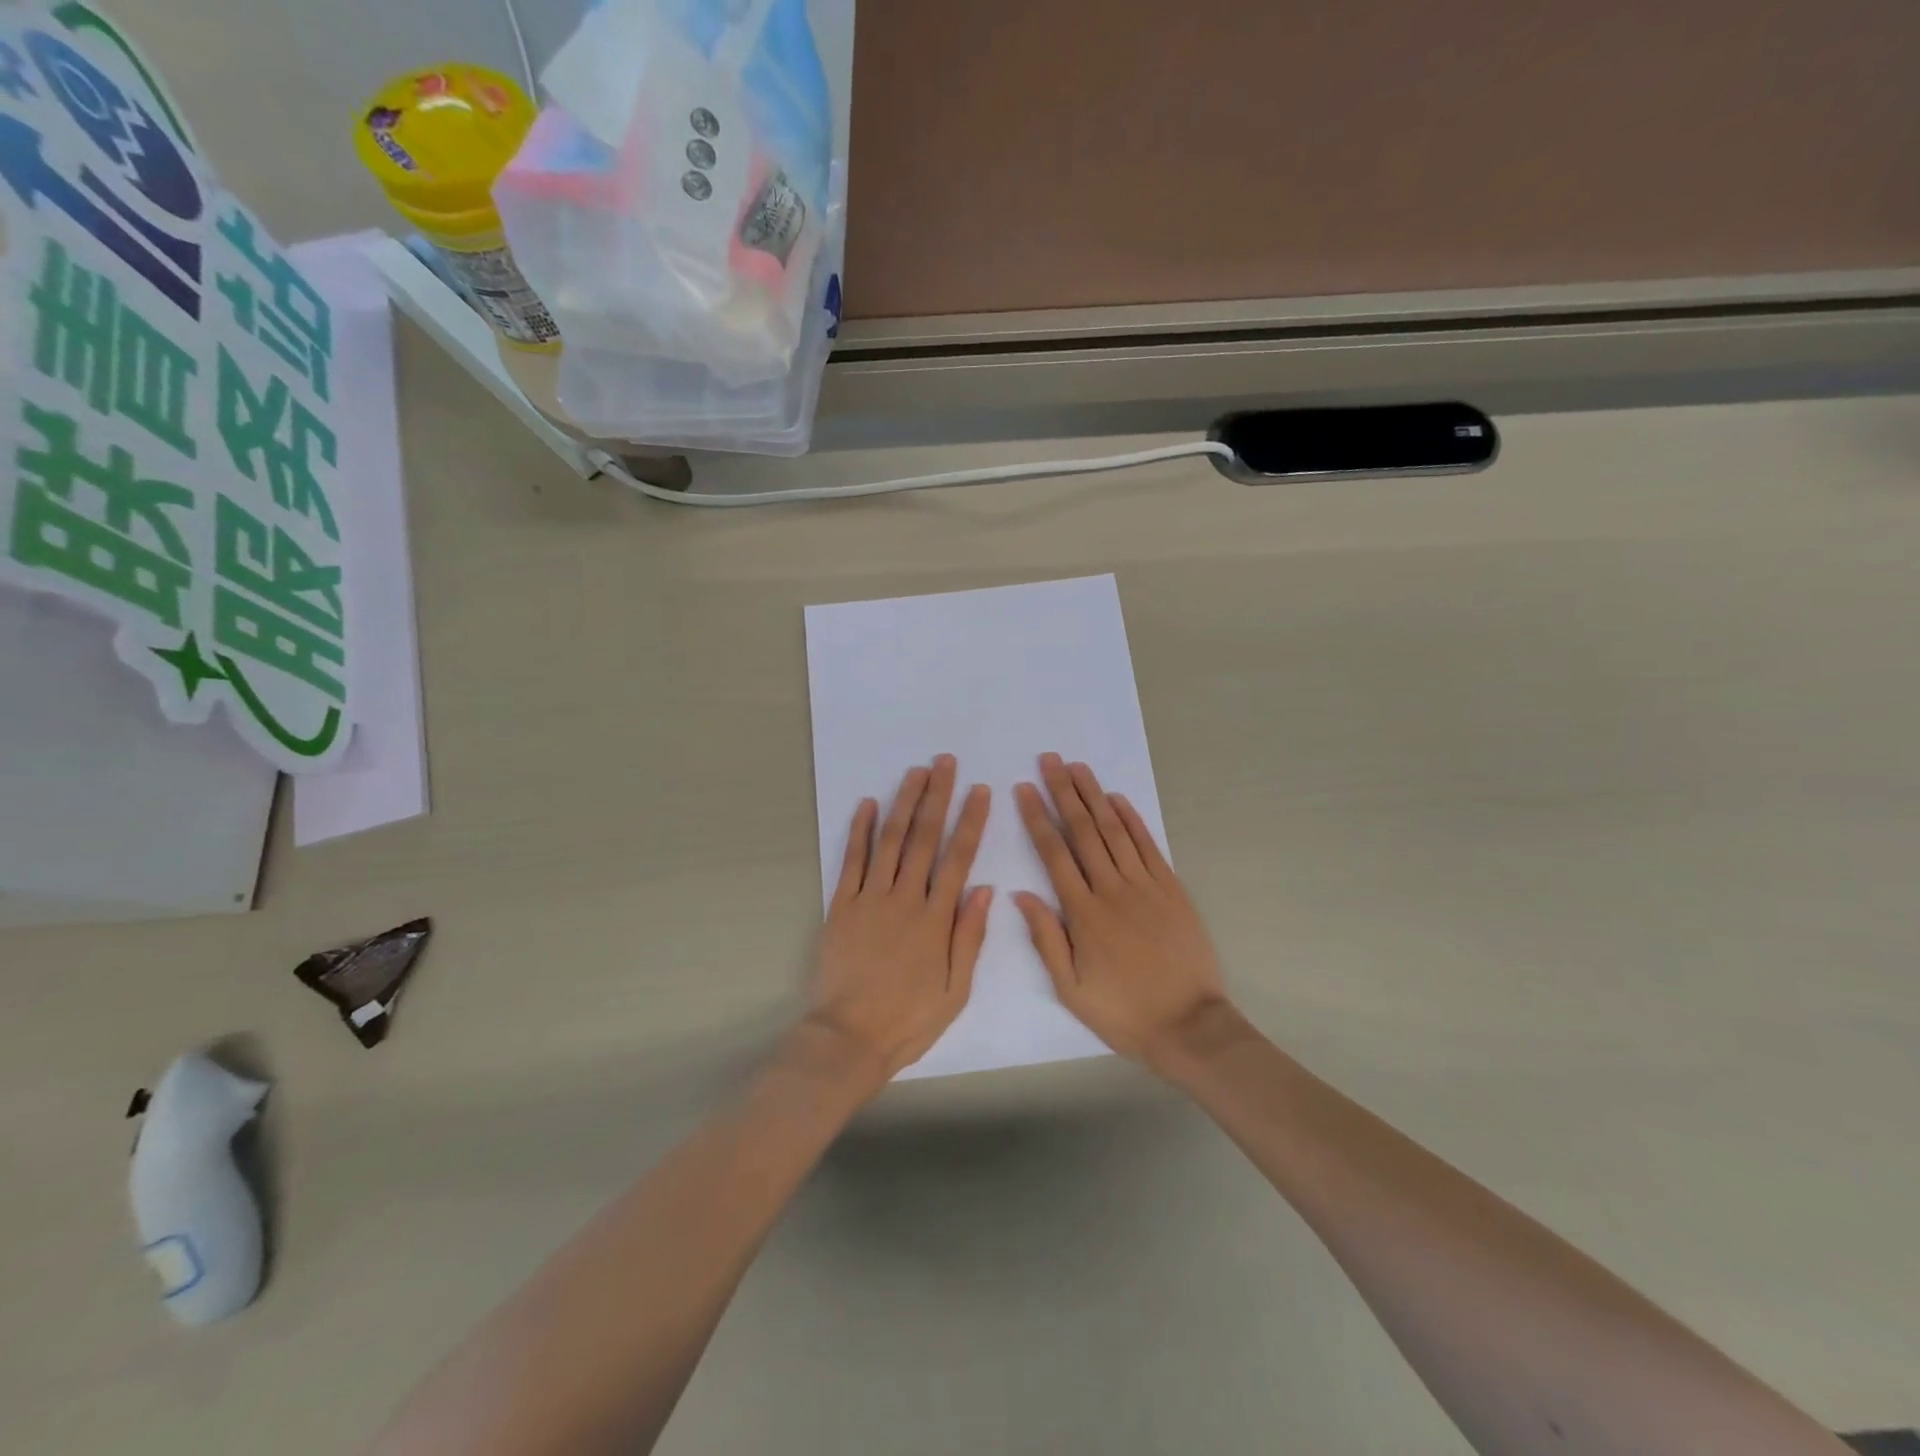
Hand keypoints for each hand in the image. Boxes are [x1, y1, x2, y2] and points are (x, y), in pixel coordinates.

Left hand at [808, 755, 991, 1082]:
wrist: (848, 1038)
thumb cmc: (908, 1019)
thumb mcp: (955, 990)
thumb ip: (969, 936)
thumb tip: (984, 888)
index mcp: (935, 919)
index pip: (958, 858)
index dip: (970, 821)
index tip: (980, 791)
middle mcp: (904, 898)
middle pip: (924, 837)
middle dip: (937, 796)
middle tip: (945, 762)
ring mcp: (869, 898)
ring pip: (890, 840)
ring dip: (904, 802)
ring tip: (915, 771)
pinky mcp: (842, 905)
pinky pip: (851, 860)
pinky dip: (859, 830)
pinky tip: (868, 804)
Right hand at [1014, 753, 1229, 1070]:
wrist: (1189, 1025)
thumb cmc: (1123, 1011)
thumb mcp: (1071, 988)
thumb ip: (1046, 938)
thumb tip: (1020, 894)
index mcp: (1083, 914)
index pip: (1054, 853)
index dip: (1037, 818)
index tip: (1023, 789)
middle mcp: (1112, 890)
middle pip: (1083, 831)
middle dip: (1063, 792)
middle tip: (1049, 760)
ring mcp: (1145, 886)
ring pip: (1114, 830)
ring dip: (1094, 796)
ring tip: (1078, 767)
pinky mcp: (1171, 889)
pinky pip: (1148, 845)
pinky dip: (1133, 819)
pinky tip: (1117, 798)